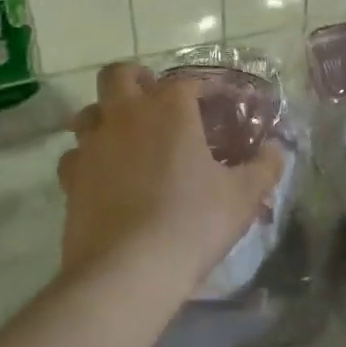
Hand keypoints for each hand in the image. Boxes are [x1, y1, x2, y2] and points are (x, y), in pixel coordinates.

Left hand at [56, 62, 284, 298]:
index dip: (204, 88)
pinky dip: (89, 158)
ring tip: (128, 138)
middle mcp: (125, 116)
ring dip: (107, 116)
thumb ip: (264, 167)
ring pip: (89, 112)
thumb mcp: (243, 196)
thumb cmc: (193, 223)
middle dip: (137, 80)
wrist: (128, 270)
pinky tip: (105, 176)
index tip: (219, 102)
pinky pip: (75, 155)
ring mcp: (92, 146)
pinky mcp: (70, 179)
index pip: (186, 82)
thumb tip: (276, 150)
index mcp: (168, 109)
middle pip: (119, 76)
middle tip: (155, 101)